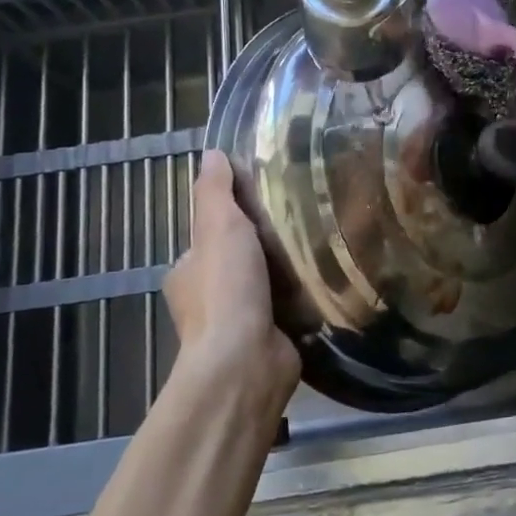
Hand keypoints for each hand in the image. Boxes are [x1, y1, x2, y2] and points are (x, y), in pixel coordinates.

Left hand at [163, 151, 299, 406]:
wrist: (246, 361)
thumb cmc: (226, 289)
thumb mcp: (218, 226)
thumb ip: (215, 192)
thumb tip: (213, 154)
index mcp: (187, 272)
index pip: (209, 237)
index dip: (233, 217)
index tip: (266, 200)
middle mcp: (207, 300)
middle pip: (239, 261)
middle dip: (265, 246)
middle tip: (303, 220)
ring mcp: (238, 324)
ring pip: (265, 286)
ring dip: (288, 272)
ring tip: (323, 245)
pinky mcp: (269, 341)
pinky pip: (288, 309)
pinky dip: (303, 298)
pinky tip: (329, 280)